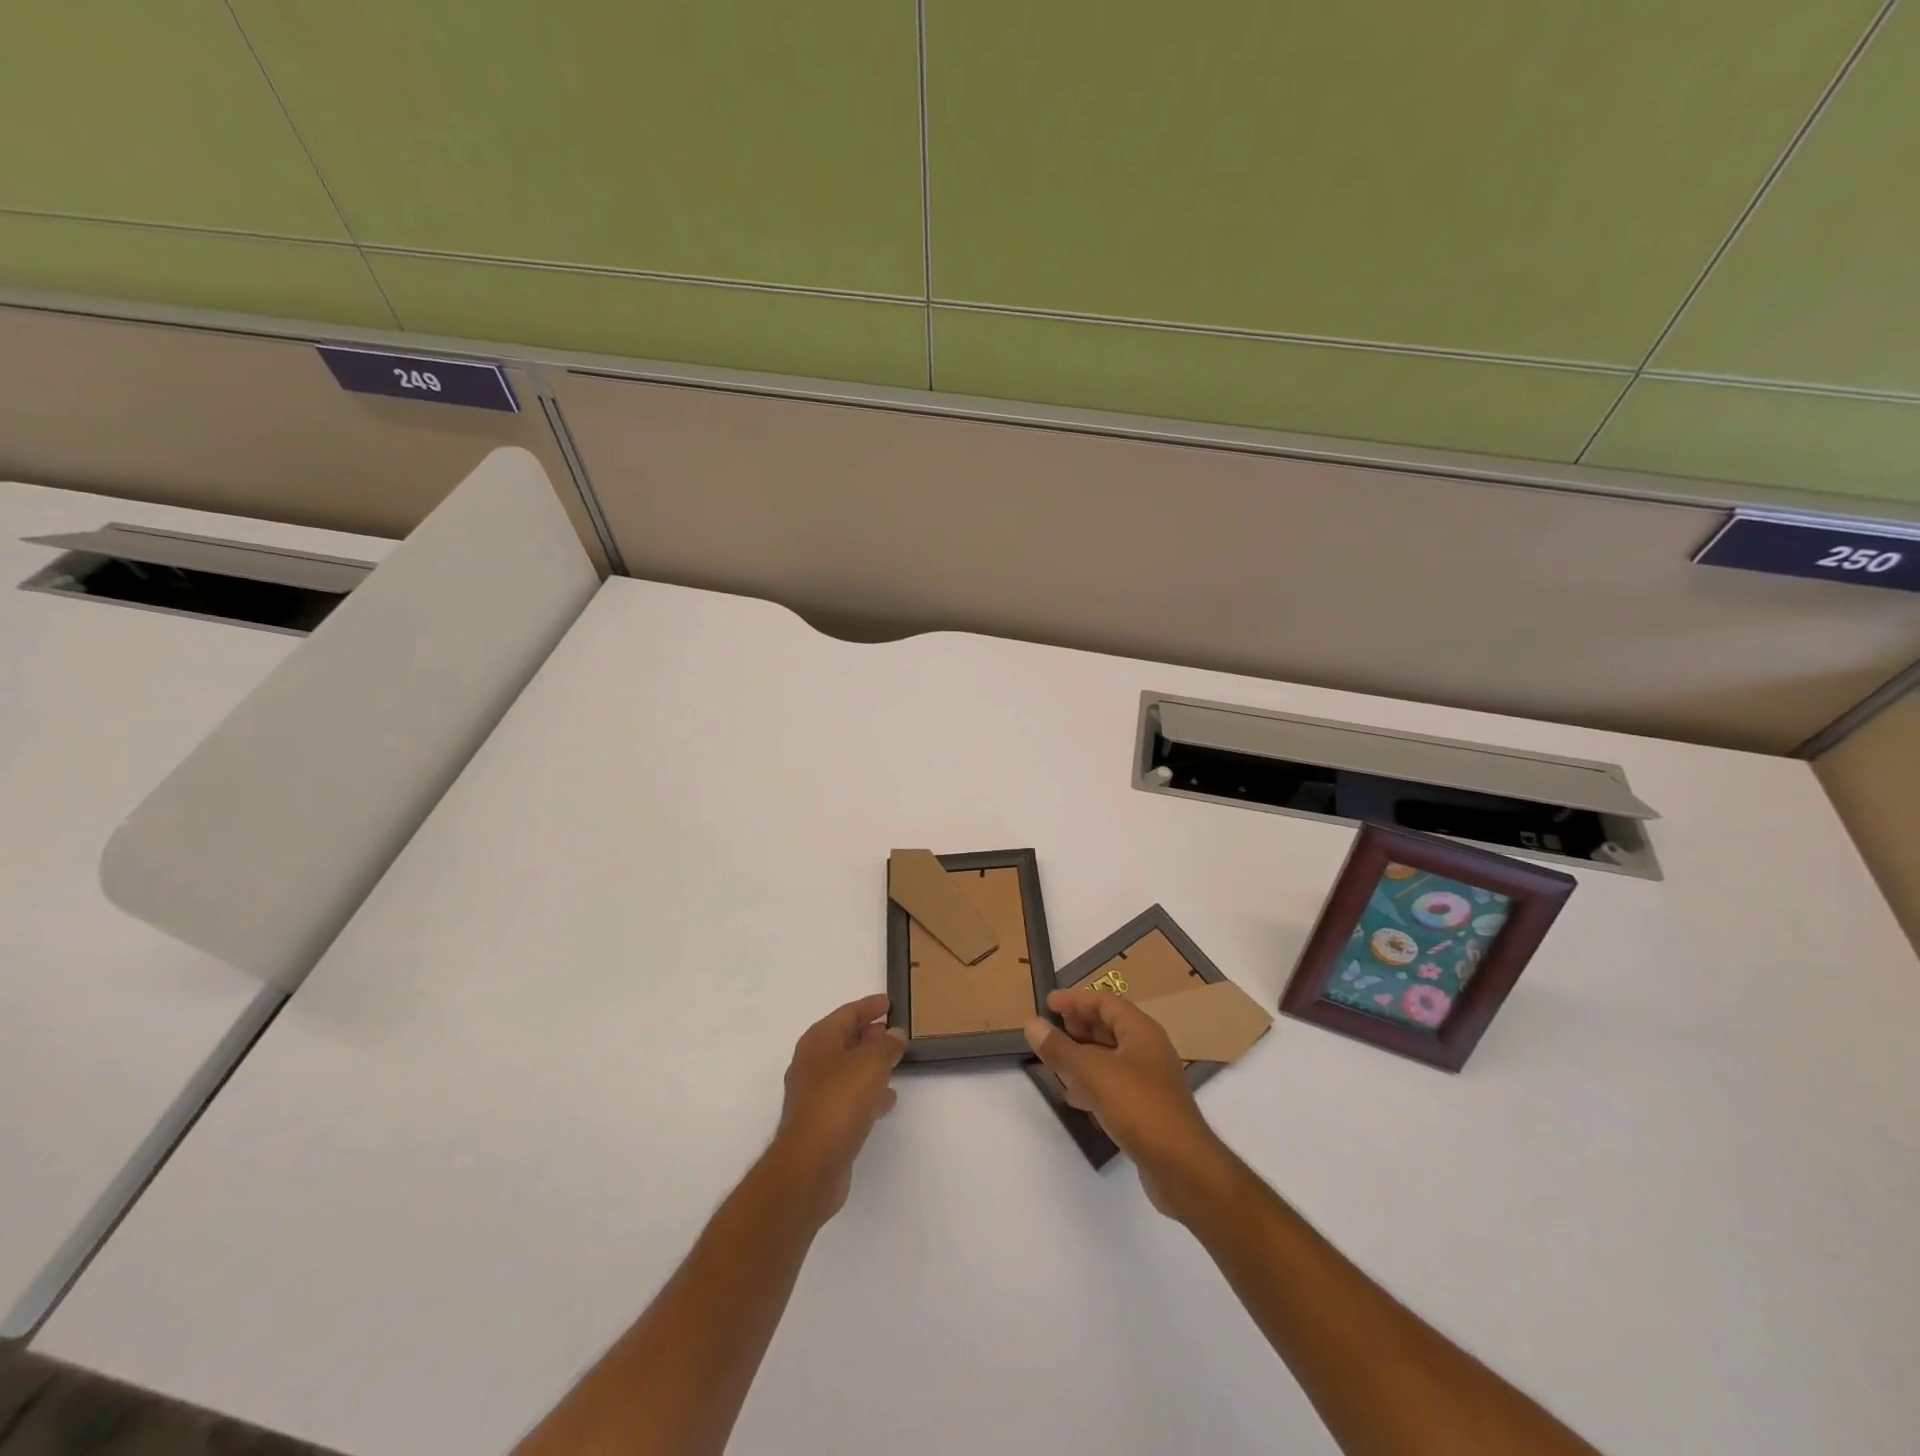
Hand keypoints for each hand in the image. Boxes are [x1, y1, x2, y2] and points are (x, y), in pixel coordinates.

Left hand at [771, 993, 906, 1224]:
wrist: (811, 1165)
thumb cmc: (839, 1101)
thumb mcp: (871, 1063)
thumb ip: (887, 1045)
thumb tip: (894, 1033)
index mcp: (818, 1041)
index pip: (847, 1013)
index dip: (869, 1006)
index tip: (889, 1002)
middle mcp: (812, 1064)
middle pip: (844, 1040)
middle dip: (869, 1034)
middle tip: (894, 1031)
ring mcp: (815, 1095)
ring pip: (847, 1070)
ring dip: (869, 1064)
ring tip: (896, 1062)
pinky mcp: (822, 1123)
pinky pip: (849, 1097)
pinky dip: (867, 1093)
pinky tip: (887, 1099)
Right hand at [1025, 990, 1233, 1219]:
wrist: (1182, 1167)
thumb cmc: (1138, 1106)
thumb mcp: (1092, 1072)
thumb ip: (1060, 1048)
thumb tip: (1032, 1024)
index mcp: (1141, 1032)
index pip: (1105, 1002)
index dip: (1076, 999)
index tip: (1048, 1003)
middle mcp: (1148, 1050)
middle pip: (1110, 1027)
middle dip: (1080, 1025)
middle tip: (1051, 1029)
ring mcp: (1150, 1081)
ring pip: (1111, 1057)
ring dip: (1083, 1055)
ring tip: (1056, 1061)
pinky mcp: (1147, 1110)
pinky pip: (1115, 1084)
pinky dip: (1093, 1083)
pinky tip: (1075, 1097)